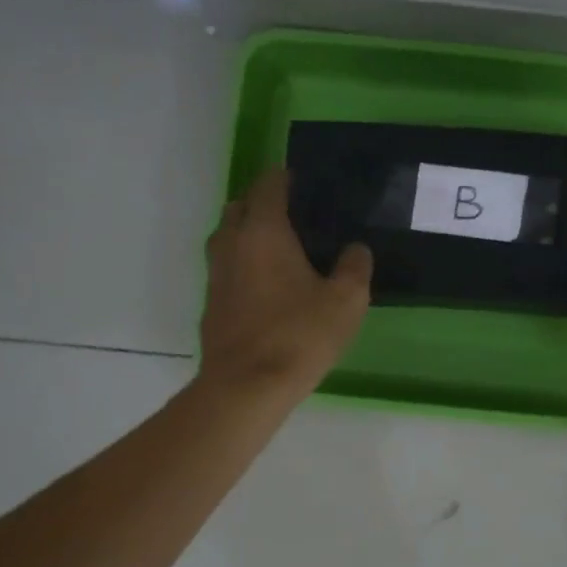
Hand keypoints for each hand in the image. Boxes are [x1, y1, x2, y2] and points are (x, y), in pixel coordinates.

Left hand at [200, 167, 372, 398]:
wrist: (246, 387)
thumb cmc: (299, 335)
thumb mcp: (346, 301)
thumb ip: (355, 267)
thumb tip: (356, 249)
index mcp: (263, 231)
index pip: (268, 185)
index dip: (287, 178)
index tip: (308, 186)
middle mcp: (232, 243)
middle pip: (241, 206)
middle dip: (264, 204)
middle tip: (297, 218)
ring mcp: (216, 274)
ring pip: (228, 237)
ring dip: (250, 234)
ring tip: (284, 251)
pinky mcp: (211, 303)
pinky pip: (227, 268)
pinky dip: (244, 264)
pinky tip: (269, 287)